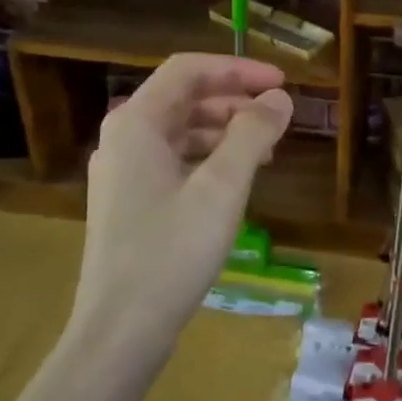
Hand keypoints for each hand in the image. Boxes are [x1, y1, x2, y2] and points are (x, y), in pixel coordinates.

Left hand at [73, 54, 293, 349]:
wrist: (120, 331)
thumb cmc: (171, 252)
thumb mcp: (222, 187)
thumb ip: (253, 133)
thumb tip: (280, 98)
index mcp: (136, 123)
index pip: (189, 69)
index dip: (238, 69)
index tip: (281, 83)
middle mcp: (123, 138)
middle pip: (183, 97)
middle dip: (234, 100)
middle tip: (278, 117)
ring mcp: (123, 172)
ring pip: (180, 130)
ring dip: (225, 130)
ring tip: (266, 150)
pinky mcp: (129, 202)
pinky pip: (174, 160)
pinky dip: (209, 158)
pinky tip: (236, 180)